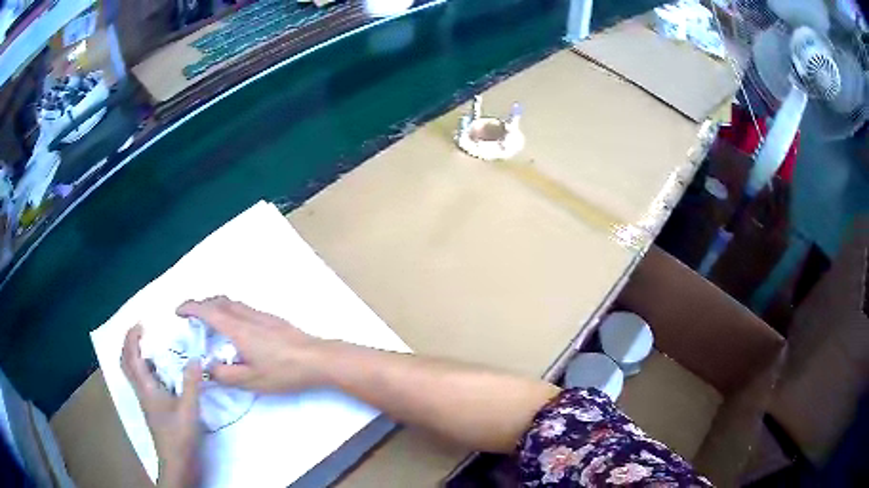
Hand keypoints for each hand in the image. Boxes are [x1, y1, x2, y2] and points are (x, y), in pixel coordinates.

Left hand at [122, 324, 201, 487]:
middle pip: (125, 362)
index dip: (132, 337)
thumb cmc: (179, 436)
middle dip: (129, 343)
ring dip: (135, 355)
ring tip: (150, 346)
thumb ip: (191, 383)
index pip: (131, 357)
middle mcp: (142, 391)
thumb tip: (195, 357)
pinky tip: (162, 372)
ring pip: (133, 372)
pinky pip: (143, 382)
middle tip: (141, 332)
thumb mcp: (189, 409)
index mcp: (146, 388)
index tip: (141, 324)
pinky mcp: (152, 408)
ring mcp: (146, 400)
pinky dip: (146, 370)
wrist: (177, 463)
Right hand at [176, 296, 326, 393]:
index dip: (190, 308)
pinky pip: (244, 308)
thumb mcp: (251, 380)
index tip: (178, 311)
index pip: (208, 311)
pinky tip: (236, 329)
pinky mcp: (273, 319)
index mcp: (238, 329)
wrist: (318, 359)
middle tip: (192, 318)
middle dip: (202, 304)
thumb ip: (225, 375)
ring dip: (216, 306)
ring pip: (233, 302)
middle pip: (219, 300)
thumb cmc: (284, 372)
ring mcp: (262, 315)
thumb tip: (208, 368)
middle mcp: (248, 316)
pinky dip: (230, 311)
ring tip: (210, 323)